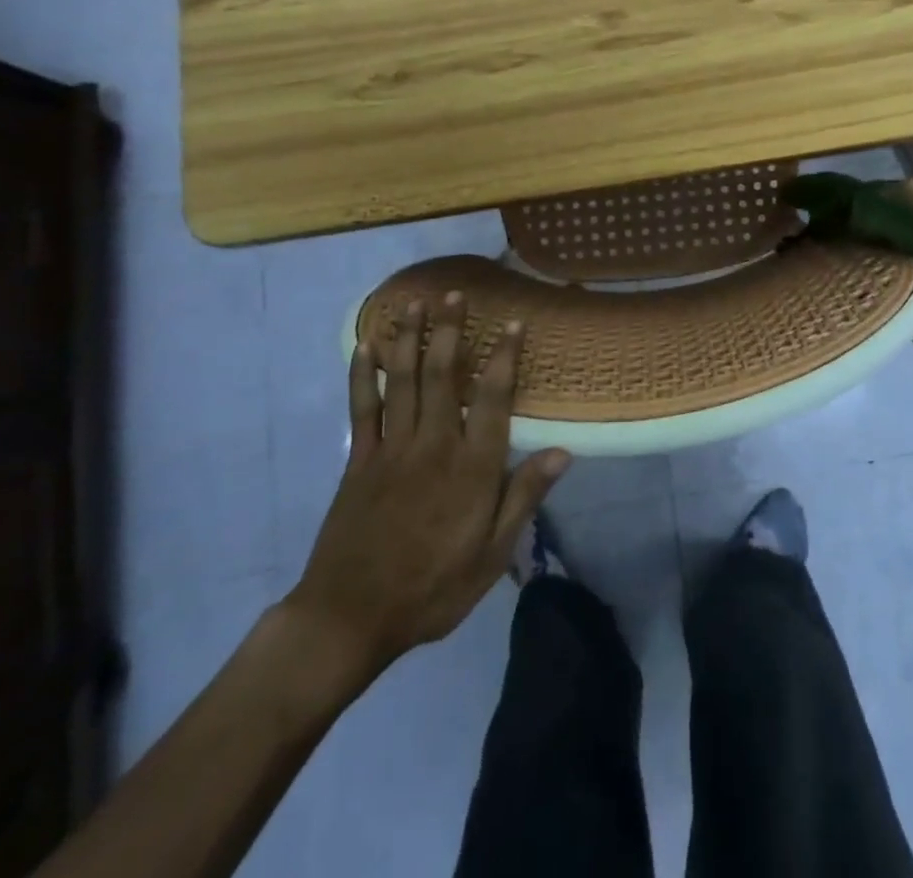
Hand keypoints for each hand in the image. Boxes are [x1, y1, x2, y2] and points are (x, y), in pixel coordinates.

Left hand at [280, 292, 570, 700]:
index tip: (513, 323)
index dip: (505, 357)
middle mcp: (434, 445)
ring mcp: (392, 449)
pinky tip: (365, 346)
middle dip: (450, 330)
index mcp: (472, 468)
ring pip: (404, 381)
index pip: (494, 398)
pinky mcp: (359, 459)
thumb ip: (524, 498)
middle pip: (445, 375)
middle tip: (455, 293)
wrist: (350, 618)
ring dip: (410, 338)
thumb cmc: (432, 589)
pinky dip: (364, 374)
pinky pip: (363, 407)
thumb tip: (562, 452)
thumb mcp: (492, 555)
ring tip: (414, 302)